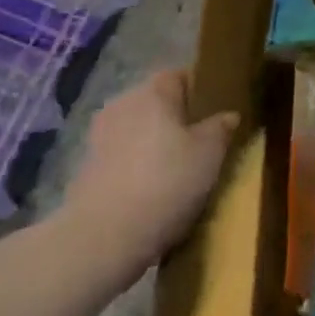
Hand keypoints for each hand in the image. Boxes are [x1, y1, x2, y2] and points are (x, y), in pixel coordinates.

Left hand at [58, 69, 237, 283]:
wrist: (103, 240)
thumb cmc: (166, 183)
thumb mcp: (210, 153)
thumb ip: (221, 127)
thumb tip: (227, 115)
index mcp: (152, 92)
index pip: (180, 75)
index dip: (201, 89)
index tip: (219, 110)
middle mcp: (122, 105)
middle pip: (157, 103)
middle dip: (178, 118)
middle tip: (204, 141)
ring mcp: (99, 138)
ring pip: (139, 131)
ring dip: (157, 144)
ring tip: (181, 168)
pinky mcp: (86, 170)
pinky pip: (123, 157)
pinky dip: (139, 166)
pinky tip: (155, 190)